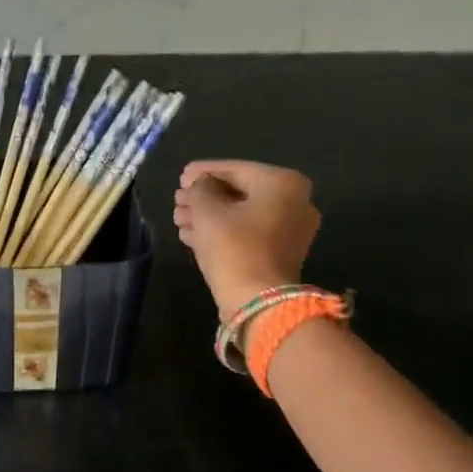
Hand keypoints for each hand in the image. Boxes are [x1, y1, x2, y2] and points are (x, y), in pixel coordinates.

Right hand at [173, 161, 320, 315]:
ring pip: (241, 215)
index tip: (181, 176)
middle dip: (205, 197)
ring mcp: (290, 230)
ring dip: (209, 216)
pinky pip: (247, 234)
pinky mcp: (280, 254)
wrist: (258, 302)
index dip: (203, 172)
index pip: (235, 169)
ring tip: (179, 218)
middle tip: (178, 199)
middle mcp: (294, 202)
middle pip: (240, 193)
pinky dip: (222, 232)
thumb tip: (200, 185)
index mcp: (283, 183)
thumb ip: (200, 189)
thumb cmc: (234, 248)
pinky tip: (191, 234)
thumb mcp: (208, 212)